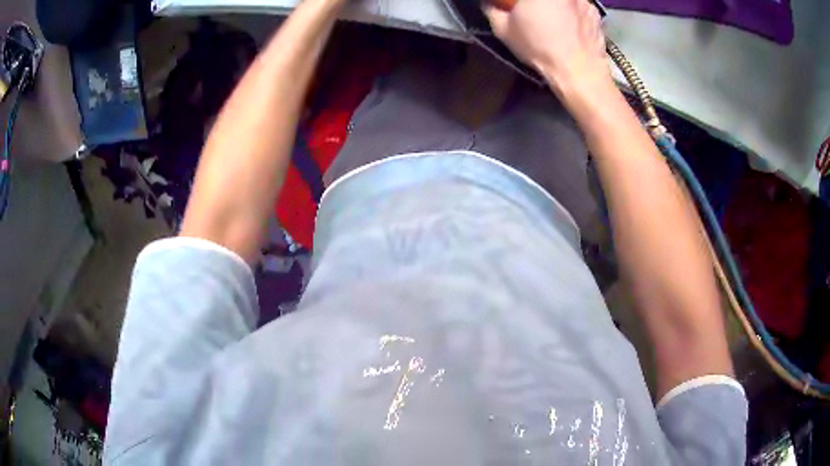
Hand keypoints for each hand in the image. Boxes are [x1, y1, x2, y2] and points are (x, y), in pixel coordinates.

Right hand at [484, 0, 609, 96]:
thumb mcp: (503, 31)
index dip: (519, 3)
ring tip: (554, 20)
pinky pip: (579, 4)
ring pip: (564, 0)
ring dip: (556, 5)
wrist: (580, 72)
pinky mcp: (595, 11)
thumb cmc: (539, 49)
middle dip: (536, 4)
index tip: (515, 7)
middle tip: (532, 11)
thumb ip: (492, 11)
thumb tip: (489, 4)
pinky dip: (573, 10)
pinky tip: (570, 26)